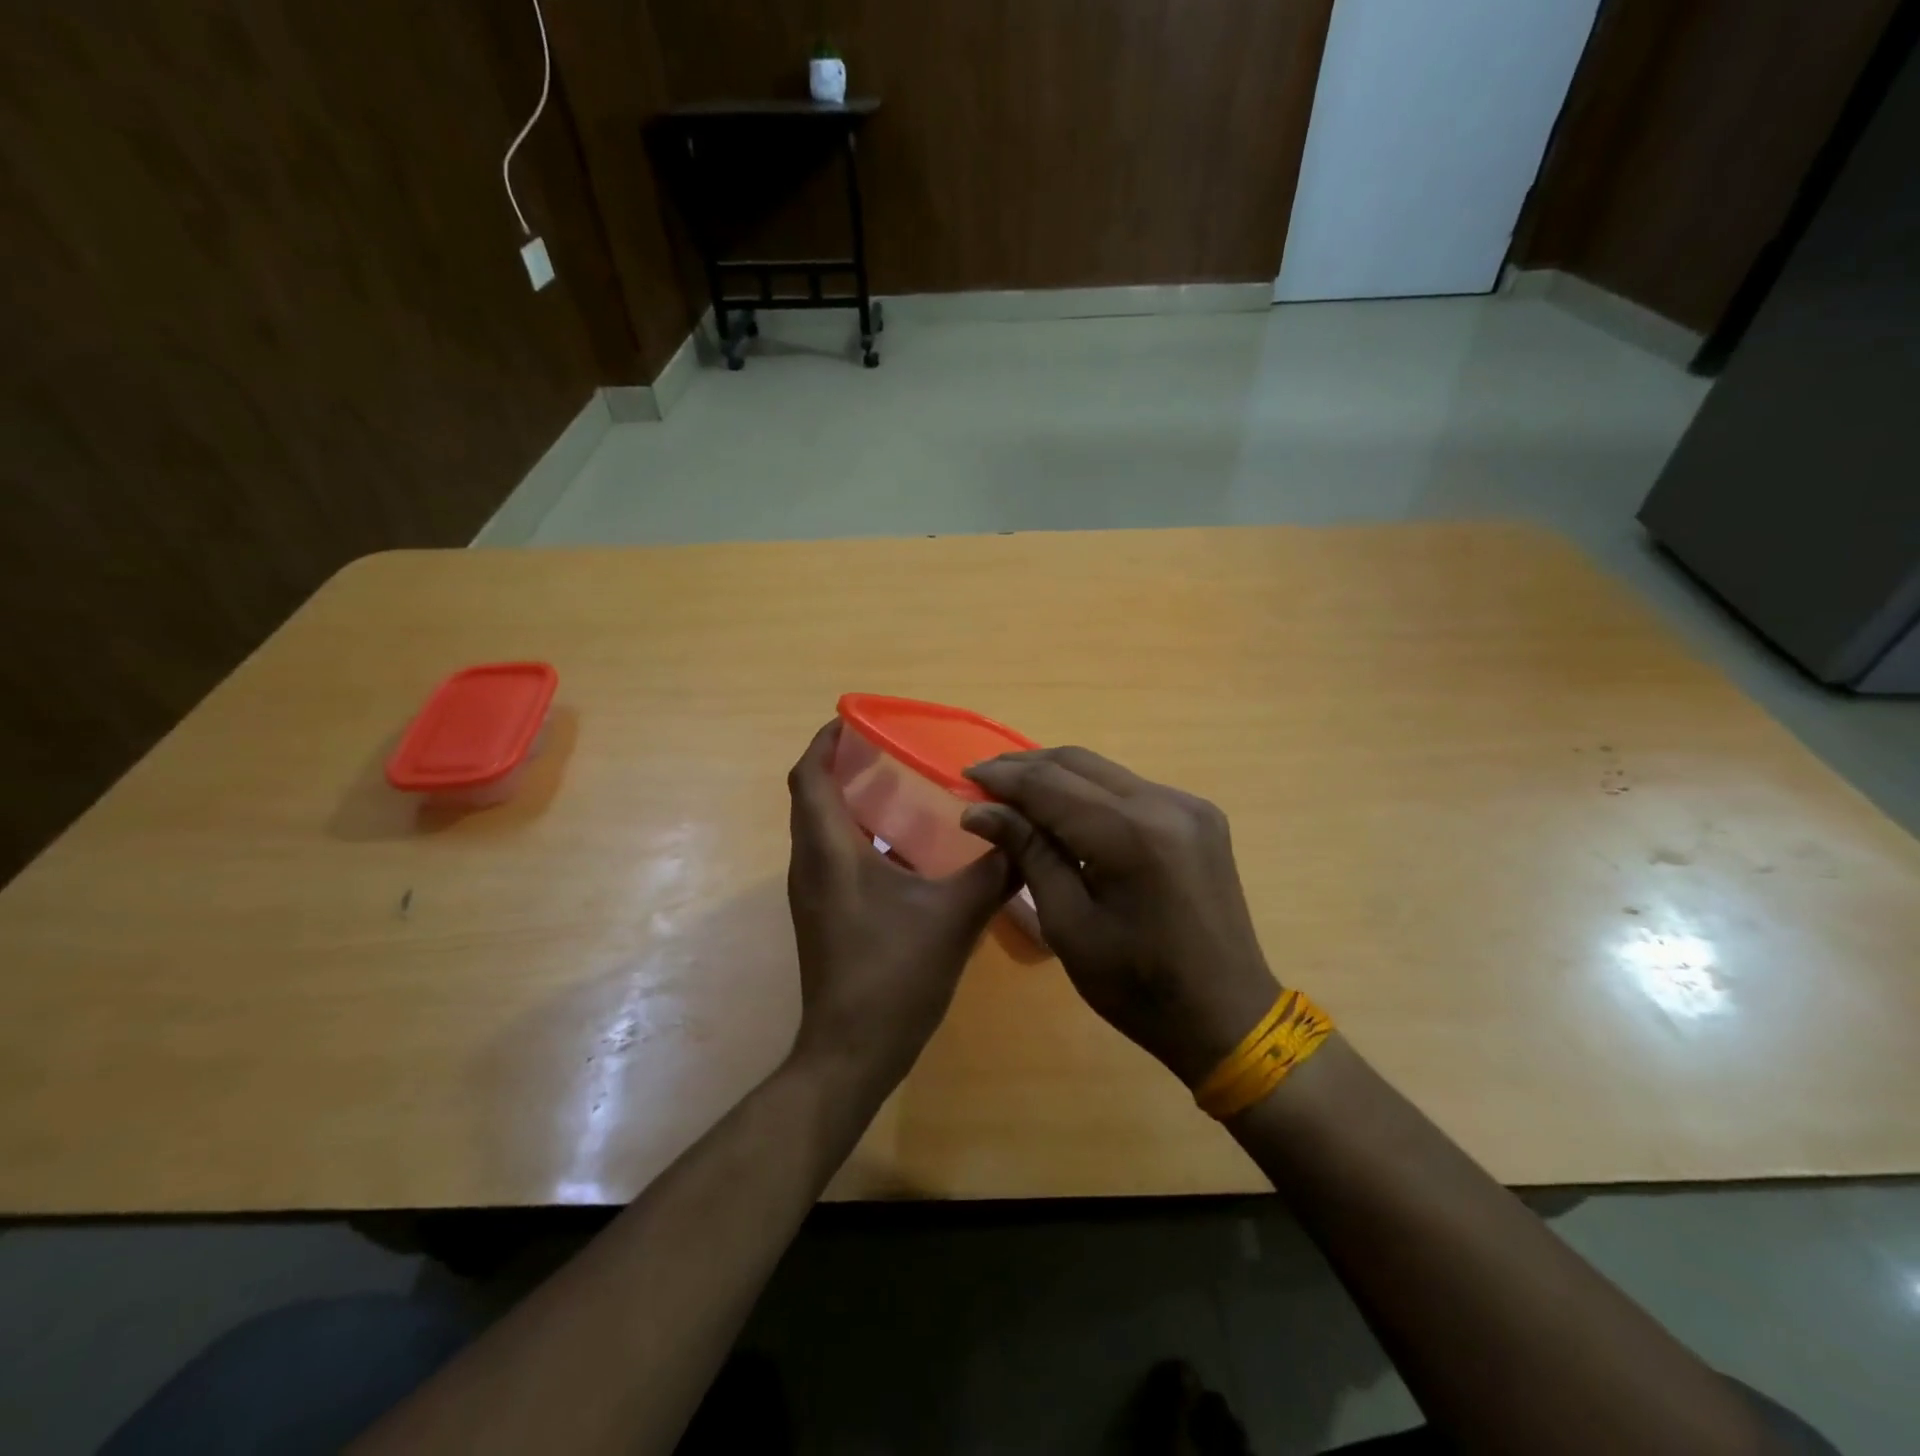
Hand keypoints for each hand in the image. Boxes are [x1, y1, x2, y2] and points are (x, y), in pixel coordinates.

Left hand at [785, 721, 1016, 1096]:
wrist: (851, 1054)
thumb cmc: (894, 976)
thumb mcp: (954, 917)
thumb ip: (994, 871)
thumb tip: (1026, 833)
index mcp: (829, 853)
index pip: (808, 777)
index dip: (824, 742)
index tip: (855, 719)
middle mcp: (810, 865)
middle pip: (812, 797)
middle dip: (844, 765)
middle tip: (892, 748)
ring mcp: (813, 893)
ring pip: (822, 827)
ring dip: (851, 800)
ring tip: (901, 786)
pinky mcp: (824, 914)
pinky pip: (833, 855)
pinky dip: (860, 835)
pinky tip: (906, 846)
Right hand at [961, 748, 1279, 1086]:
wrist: (1227, 1016)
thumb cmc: (1137, 987)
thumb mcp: (1069, 925)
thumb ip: (1029, 853)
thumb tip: (979, 811)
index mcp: (1131, 835)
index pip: (1051, 785)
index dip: (1004, 777)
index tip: (965, 779)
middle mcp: (1164, 803)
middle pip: (1079, 763)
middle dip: (1026, 767)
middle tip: (983, 781)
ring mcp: (1188, 805)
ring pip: (1104, 771)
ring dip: (1057, 776)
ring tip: (1015, 792)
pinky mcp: (1199, 815)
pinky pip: (1130, 789)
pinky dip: (1090, 792)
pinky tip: (1065, 810)